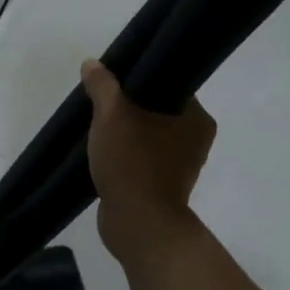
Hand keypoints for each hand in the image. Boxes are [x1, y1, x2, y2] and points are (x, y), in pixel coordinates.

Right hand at [79, 59, 215, 263]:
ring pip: (149, 135)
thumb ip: (103, 86)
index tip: (117, 76)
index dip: (143, 77)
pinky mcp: (163, 186)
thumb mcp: (112, 116)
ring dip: (126, 131)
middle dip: (130, 106)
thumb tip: (92, 64)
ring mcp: (180, 166)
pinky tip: (102, 150)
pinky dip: (126, 154)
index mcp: (197, 119)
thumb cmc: (133, 163)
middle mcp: (196, 140)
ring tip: (98, 123)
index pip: (171, 85)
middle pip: (158, 110)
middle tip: (102, 98)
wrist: (138, 225)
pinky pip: (143, 158)